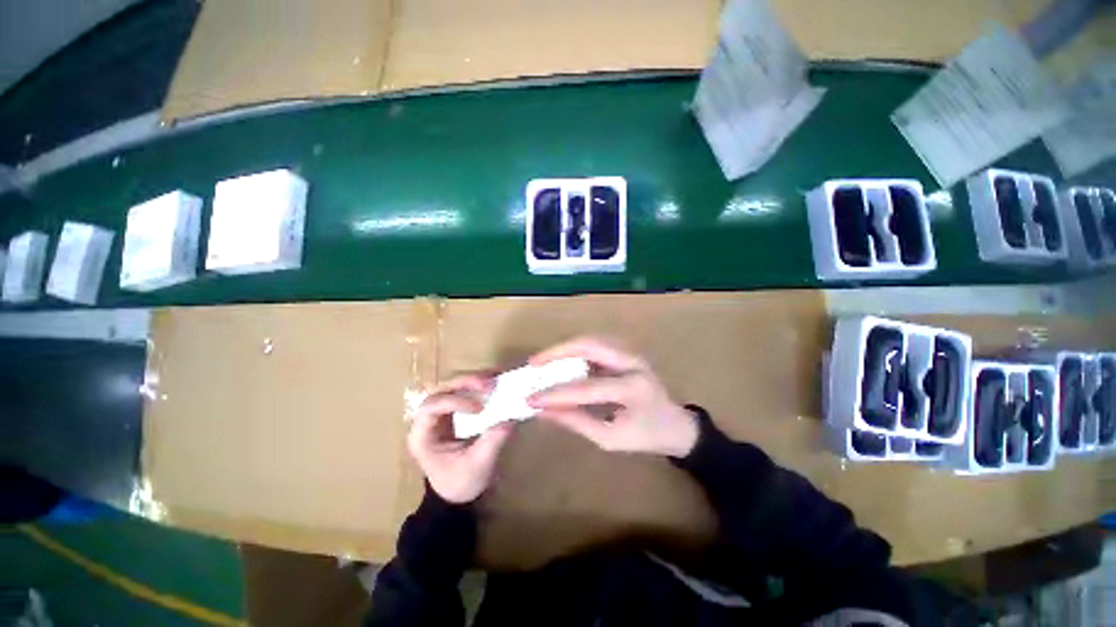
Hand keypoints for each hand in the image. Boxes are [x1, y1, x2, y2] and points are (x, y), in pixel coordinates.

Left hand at [408, 375, 513, 503]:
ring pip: (453, 385)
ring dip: (474, 379)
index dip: (454, 401)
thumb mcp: (478, 467)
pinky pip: (465, 389)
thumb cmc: (461, 482)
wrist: (457, 491)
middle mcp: (428, 419)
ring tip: (496, 380)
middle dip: (465, 383)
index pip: (430, 407)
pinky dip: (480, 383)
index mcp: (423, 436)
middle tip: (490, 384)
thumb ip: (492, 442)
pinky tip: (496, 381)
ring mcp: (441, 412)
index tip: (479, 408)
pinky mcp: (455, 408)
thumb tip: (509, 419)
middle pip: (441, 389)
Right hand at [527, 337, 697, 457]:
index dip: (556, 393)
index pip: (586, 387)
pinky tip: (561, 361)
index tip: (531, 399)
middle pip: (589, 345)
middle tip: (534, 363)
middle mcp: (632, 362)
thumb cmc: (646, 436)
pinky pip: (596, 346)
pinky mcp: (626, 352)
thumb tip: (545, 411)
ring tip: (543, 361)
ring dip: (565, 348)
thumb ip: (577, 421)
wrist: (676, 424)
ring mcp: (630, 353)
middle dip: (558, 352)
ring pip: (591, 341)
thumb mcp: (610, 438)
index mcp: (633, 388)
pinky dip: (575, 351)